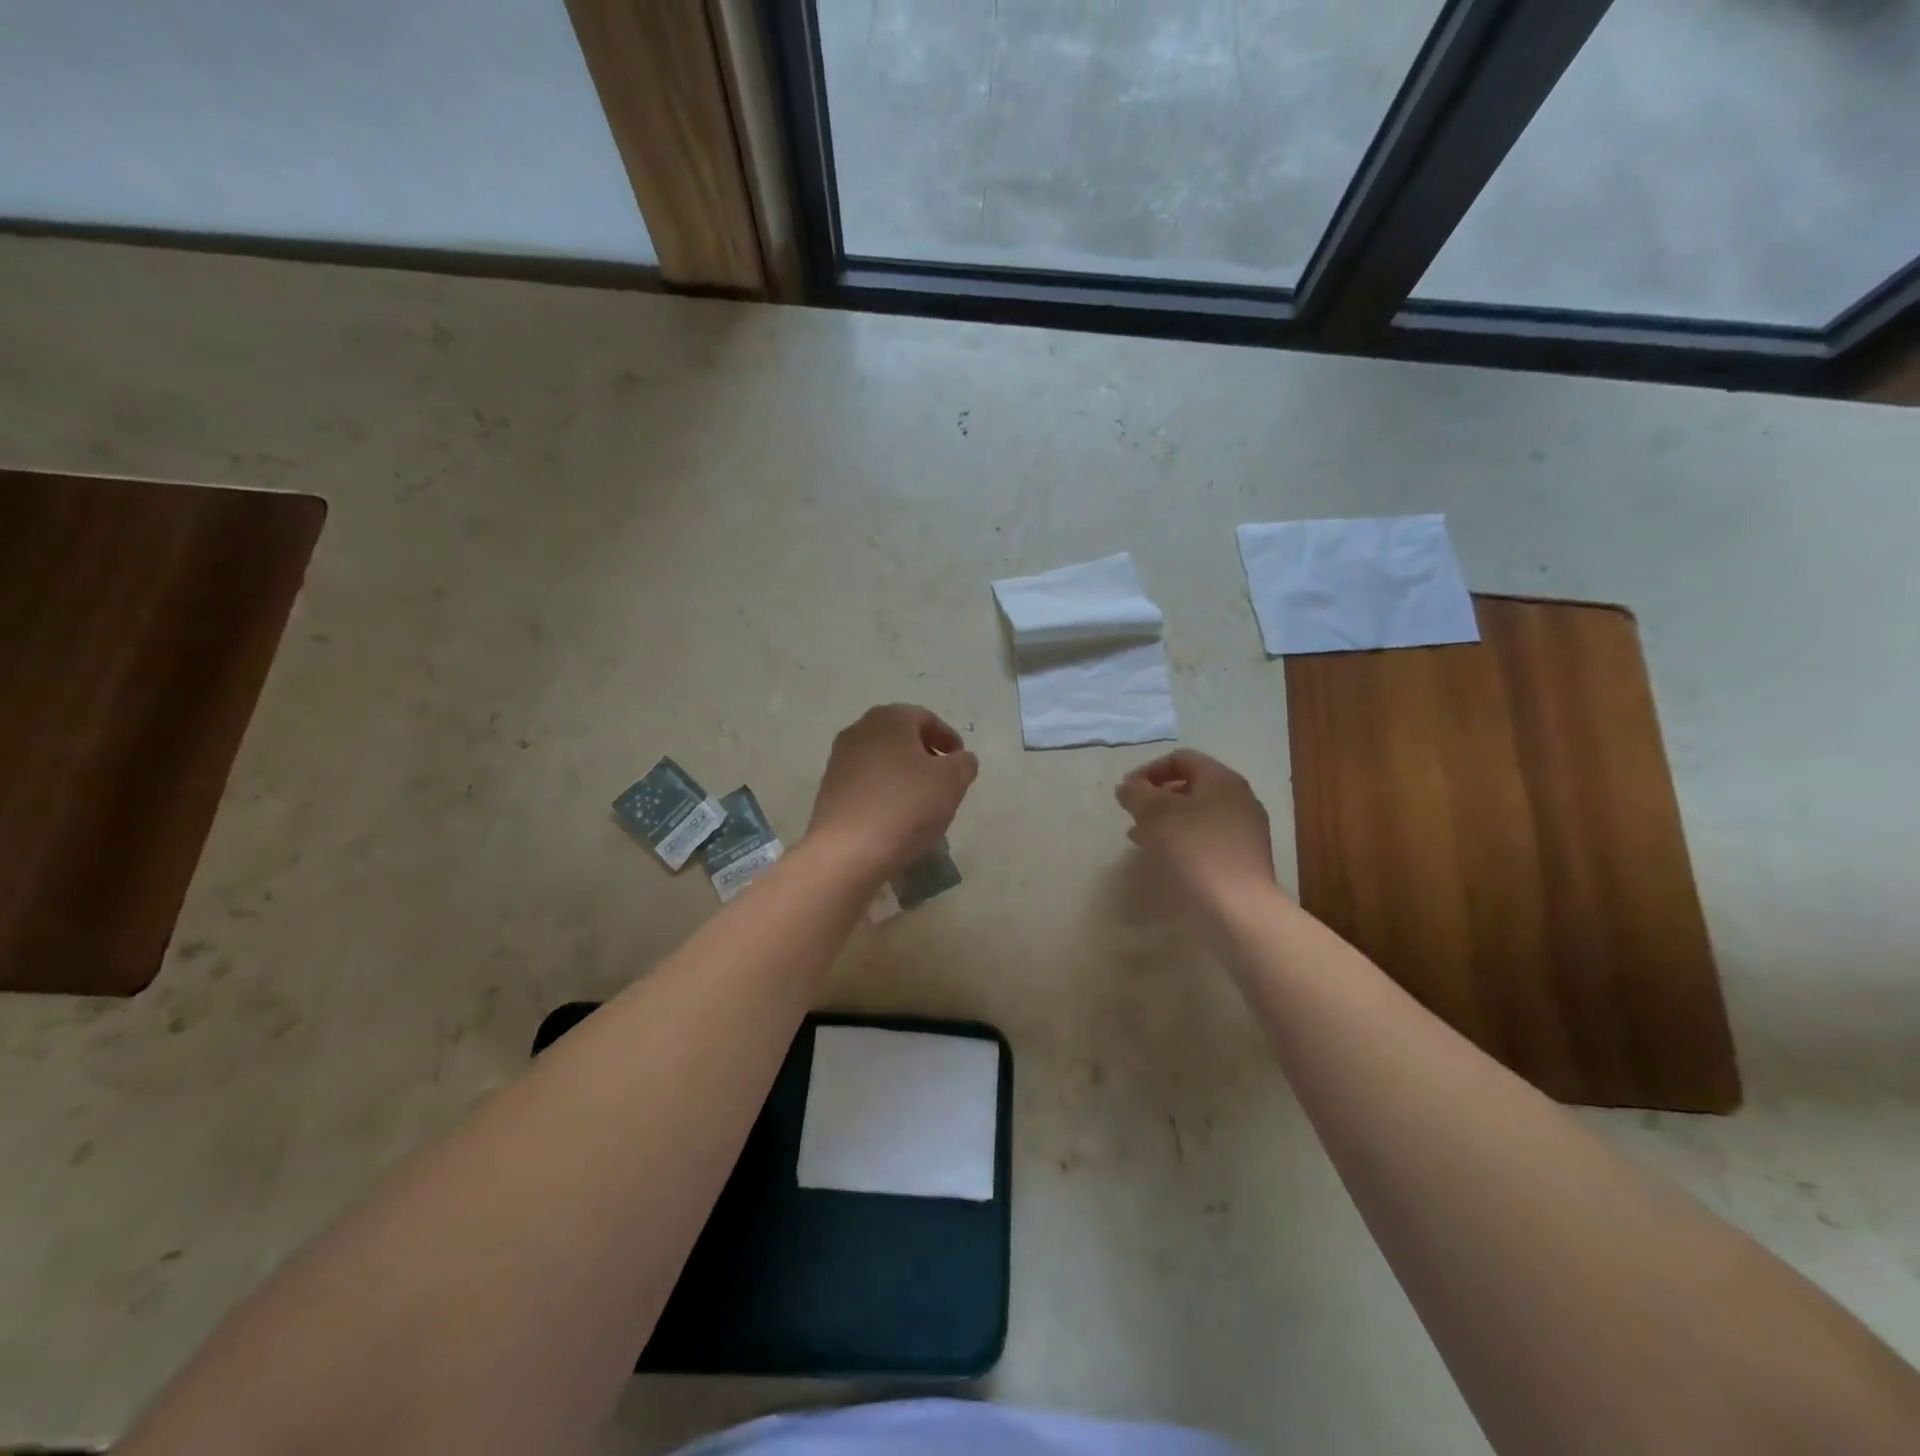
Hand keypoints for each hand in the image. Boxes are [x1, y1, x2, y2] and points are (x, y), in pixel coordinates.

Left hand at [807, 705, 978, 880]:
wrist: (848, 850)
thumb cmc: (906, 805)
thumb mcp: (952, 781)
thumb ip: (963, 763)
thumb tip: (960, 759)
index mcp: (890, 718)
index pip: (926, 718)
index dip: (948, 738)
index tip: (961, 762)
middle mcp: (860, 730)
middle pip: (901, 736)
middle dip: (925, 754)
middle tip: (944, 779)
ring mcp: (840, 759)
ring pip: (882, 759)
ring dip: (904, 773)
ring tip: (922, 801)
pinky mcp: (829, 788)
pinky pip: (866, 782)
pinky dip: (884, 791)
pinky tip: (896, 816)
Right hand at [1117, 749, 1277, 910]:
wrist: (1238, 909)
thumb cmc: (1195, 851)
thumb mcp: (1156, 814)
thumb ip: (1136, 793)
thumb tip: (1128, 786)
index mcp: (1222, 780)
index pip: (1181, 759)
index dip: (1149, 770)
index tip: (1127, 792)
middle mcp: (1239, 799)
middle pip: (1190, 786)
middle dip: (1156, 798)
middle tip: (1132, 816)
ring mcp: (1245, 830)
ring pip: (1197, 814)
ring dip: (1166, 821)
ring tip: (1141, 839)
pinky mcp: (1244, 858)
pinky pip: (1207, 838)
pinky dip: (1182, 841)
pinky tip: (1166, 859)